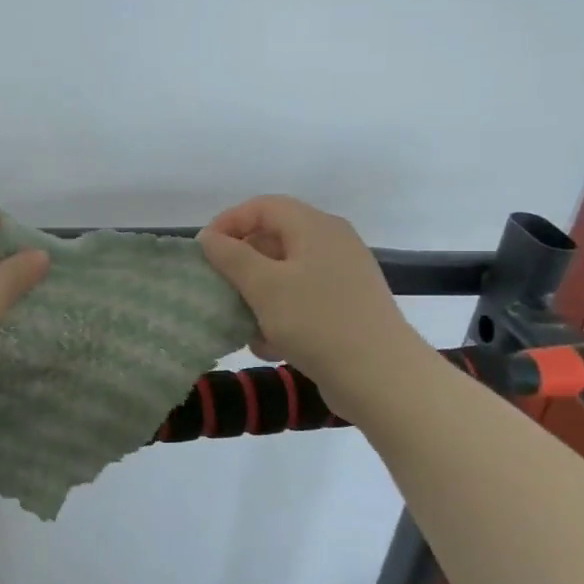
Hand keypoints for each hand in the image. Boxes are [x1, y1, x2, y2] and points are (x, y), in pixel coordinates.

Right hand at [198, 196, 435, 423]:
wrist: (381, 377)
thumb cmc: (317, 321)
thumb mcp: (264, 286)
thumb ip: (231, 256)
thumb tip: (209, 237)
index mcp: (315, 227)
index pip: (262, 206)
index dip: (228, 222)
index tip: (203, 252)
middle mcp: (332, 243)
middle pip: (273, 239)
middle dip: (241, 265)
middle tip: (218, 288)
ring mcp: (342, 276)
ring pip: (284, 275)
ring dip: (257, 297)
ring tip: (243, 325)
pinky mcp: (345, 307)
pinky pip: (302, 300)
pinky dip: (281, 316)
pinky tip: (271, 346)